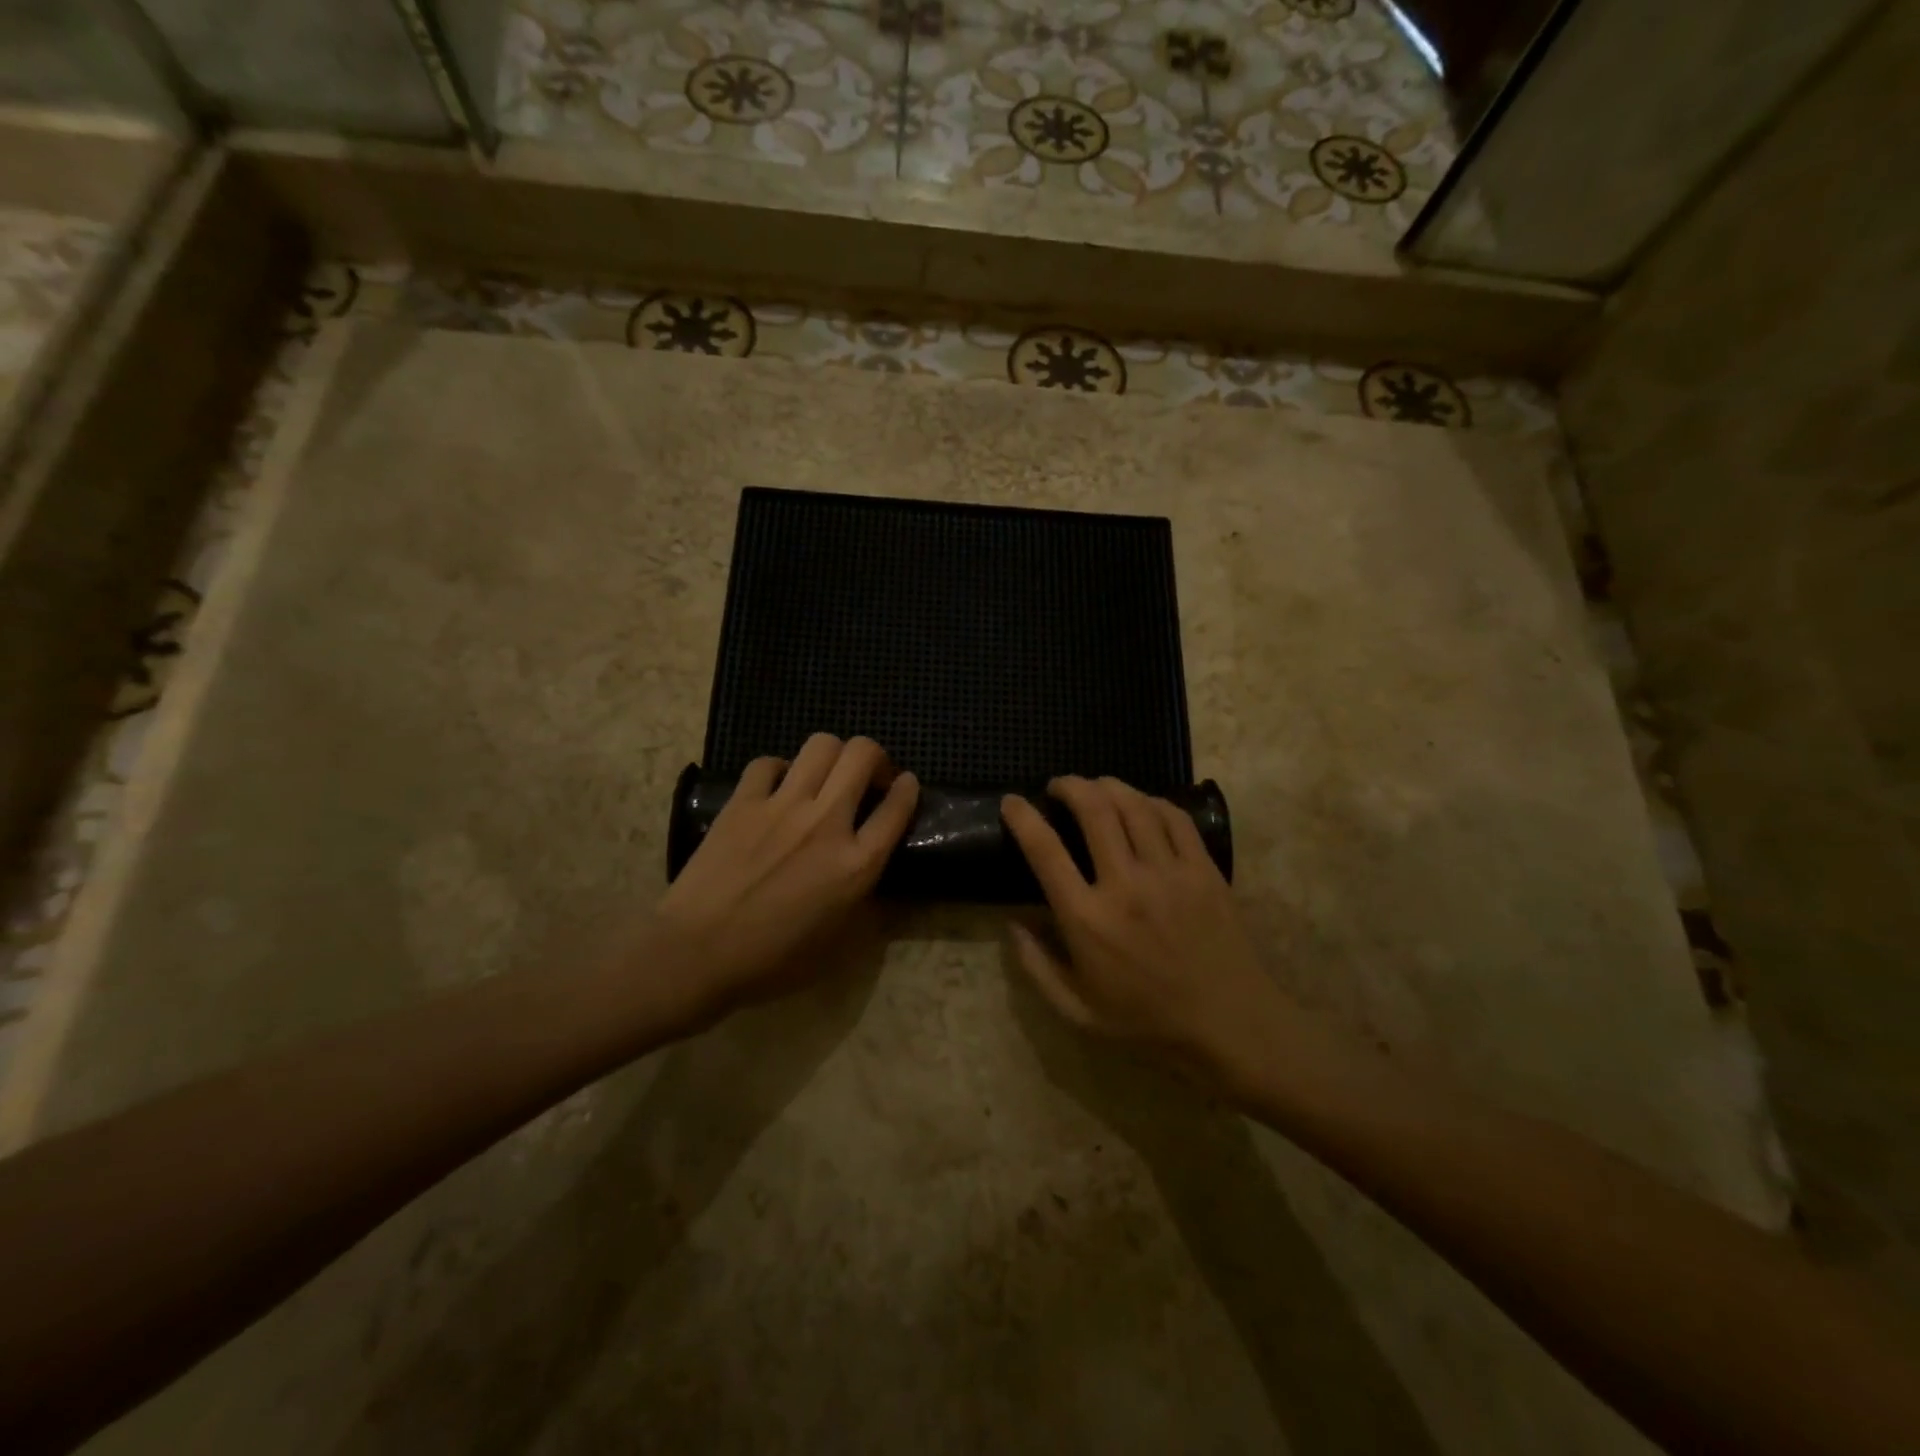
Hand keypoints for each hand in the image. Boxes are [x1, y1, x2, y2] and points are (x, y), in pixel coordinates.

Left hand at [657, 734, 917, 1021]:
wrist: (697, 954)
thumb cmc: (772, 960)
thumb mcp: (839, 943)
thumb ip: (866, 899)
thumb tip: (872, 868)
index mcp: (857, 864)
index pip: (898, 807)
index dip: (909, 789)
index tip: (906, 785)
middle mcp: (826, 823)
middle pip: (863, 755)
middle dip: (875, 757)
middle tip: (867, 778)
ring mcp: (782, 806)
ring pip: (821, 744)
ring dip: (833, 755)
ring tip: (825, 777)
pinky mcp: (743, 802)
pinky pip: (769, 763)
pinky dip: (780, 770)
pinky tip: (778, 789)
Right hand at [1001, 775, 1292, 1088]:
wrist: (1230, 1026)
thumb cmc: (1147, 1022)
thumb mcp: (1077, 1011)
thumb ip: (1036, 966)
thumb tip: (1012, 922)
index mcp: (1088, 920)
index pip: (1045, 850)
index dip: (1023, 817)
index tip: (1012, 802)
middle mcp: (1126, 885)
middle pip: (1094, 809)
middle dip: (1070, 786)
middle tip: (1059, 786)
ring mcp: (1170, 873)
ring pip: (1135, 805)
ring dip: (1108, 786)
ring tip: (1096, 787)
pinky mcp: (1205, 870)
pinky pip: (1175, 818)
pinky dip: (1152, 801)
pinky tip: (1142, 805)